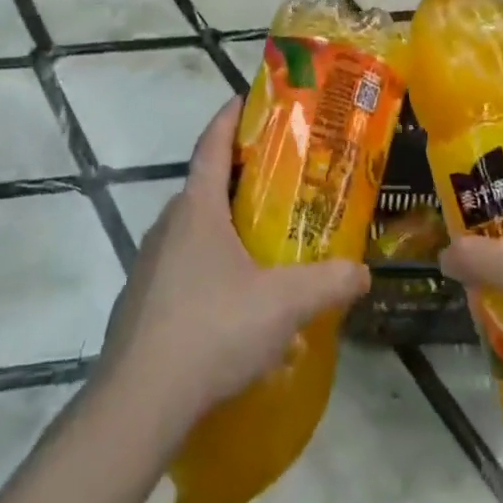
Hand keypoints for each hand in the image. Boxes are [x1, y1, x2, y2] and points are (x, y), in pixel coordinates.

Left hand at [98, 99, 370, 428]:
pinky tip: (234, 302)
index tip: (247, 98)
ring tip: (262, 243)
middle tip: (279, 182)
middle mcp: (167, 226)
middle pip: (205, 186)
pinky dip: (208, 266)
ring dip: (224, 227)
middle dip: (239, 177)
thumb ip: (328, 282)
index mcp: (197, 210)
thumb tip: (364, 273)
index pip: (212, 145)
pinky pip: (181, 267)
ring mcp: (149, 266)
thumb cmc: (213, 329)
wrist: (138, 403)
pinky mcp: (142, 303)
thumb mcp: (284, 304)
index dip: (229, 117)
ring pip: (192, 230)